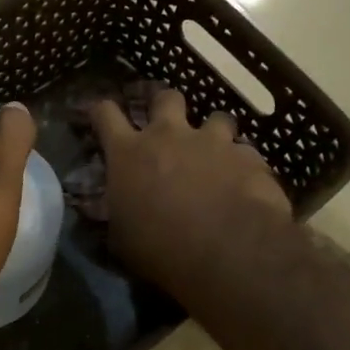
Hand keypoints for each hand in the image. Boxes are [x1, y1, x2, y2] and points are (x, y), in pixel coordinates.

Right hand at [92, 88, 290, 296]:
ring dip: (213, 133)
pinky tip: (246, 184)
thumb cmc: (162, 249)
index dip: (102, 111)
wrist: (229, 251)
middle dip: (166, 107)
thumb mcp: (122, 239)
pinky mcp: (248, 156)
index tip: (102, 115)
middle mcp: (169, 136)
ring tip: (216, 155)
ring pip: (216, 117)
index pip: (105, 113)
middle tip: (168, 128)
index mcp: (129, 153)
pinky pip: (245, 152)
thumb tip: (108, 214)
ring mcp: (212, 142)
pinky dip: (242, 165)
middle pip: (166, 98)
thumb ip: (116, 215)